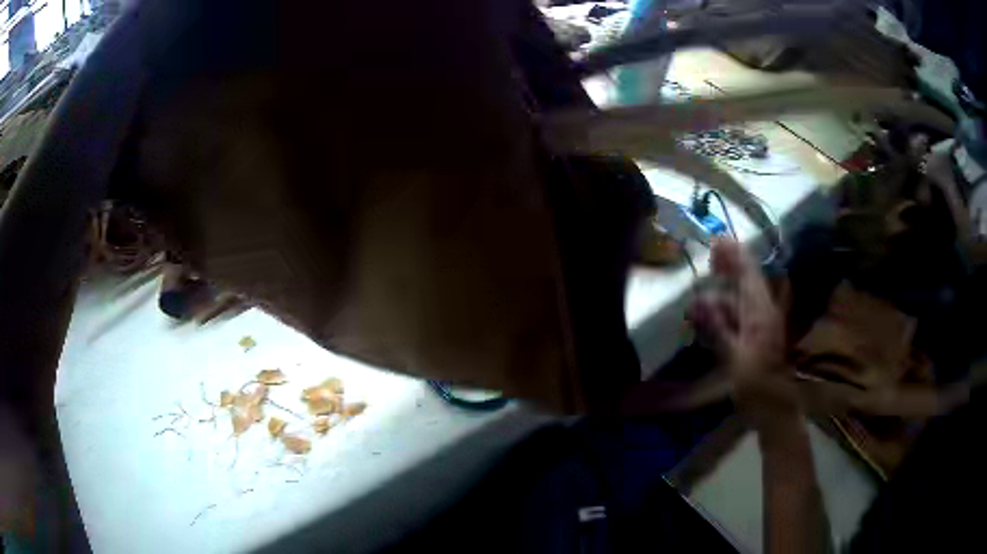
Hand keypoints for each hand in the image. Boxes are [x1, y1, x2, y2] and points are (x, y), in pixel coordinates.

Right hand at [691, 240, 796, 420]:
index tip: (719, 240)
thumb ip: (718, 328)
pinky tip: (710, 317)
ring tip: (699, 299)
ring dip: (722, 295)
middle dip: (730, 267)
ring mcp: (761, 325)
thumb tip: (700, 301)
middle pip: (747, 282)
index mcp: (760, 314)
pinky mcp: (757, 337)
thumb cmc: (756, 384)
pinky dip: (725, 313)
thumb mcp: (734, 358)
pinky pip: (740, 316)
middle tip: (711, 254)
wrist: (772, 408)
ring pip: (741, 300)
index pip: (749, 275)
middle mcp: (763, 313)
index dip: (735, 256)